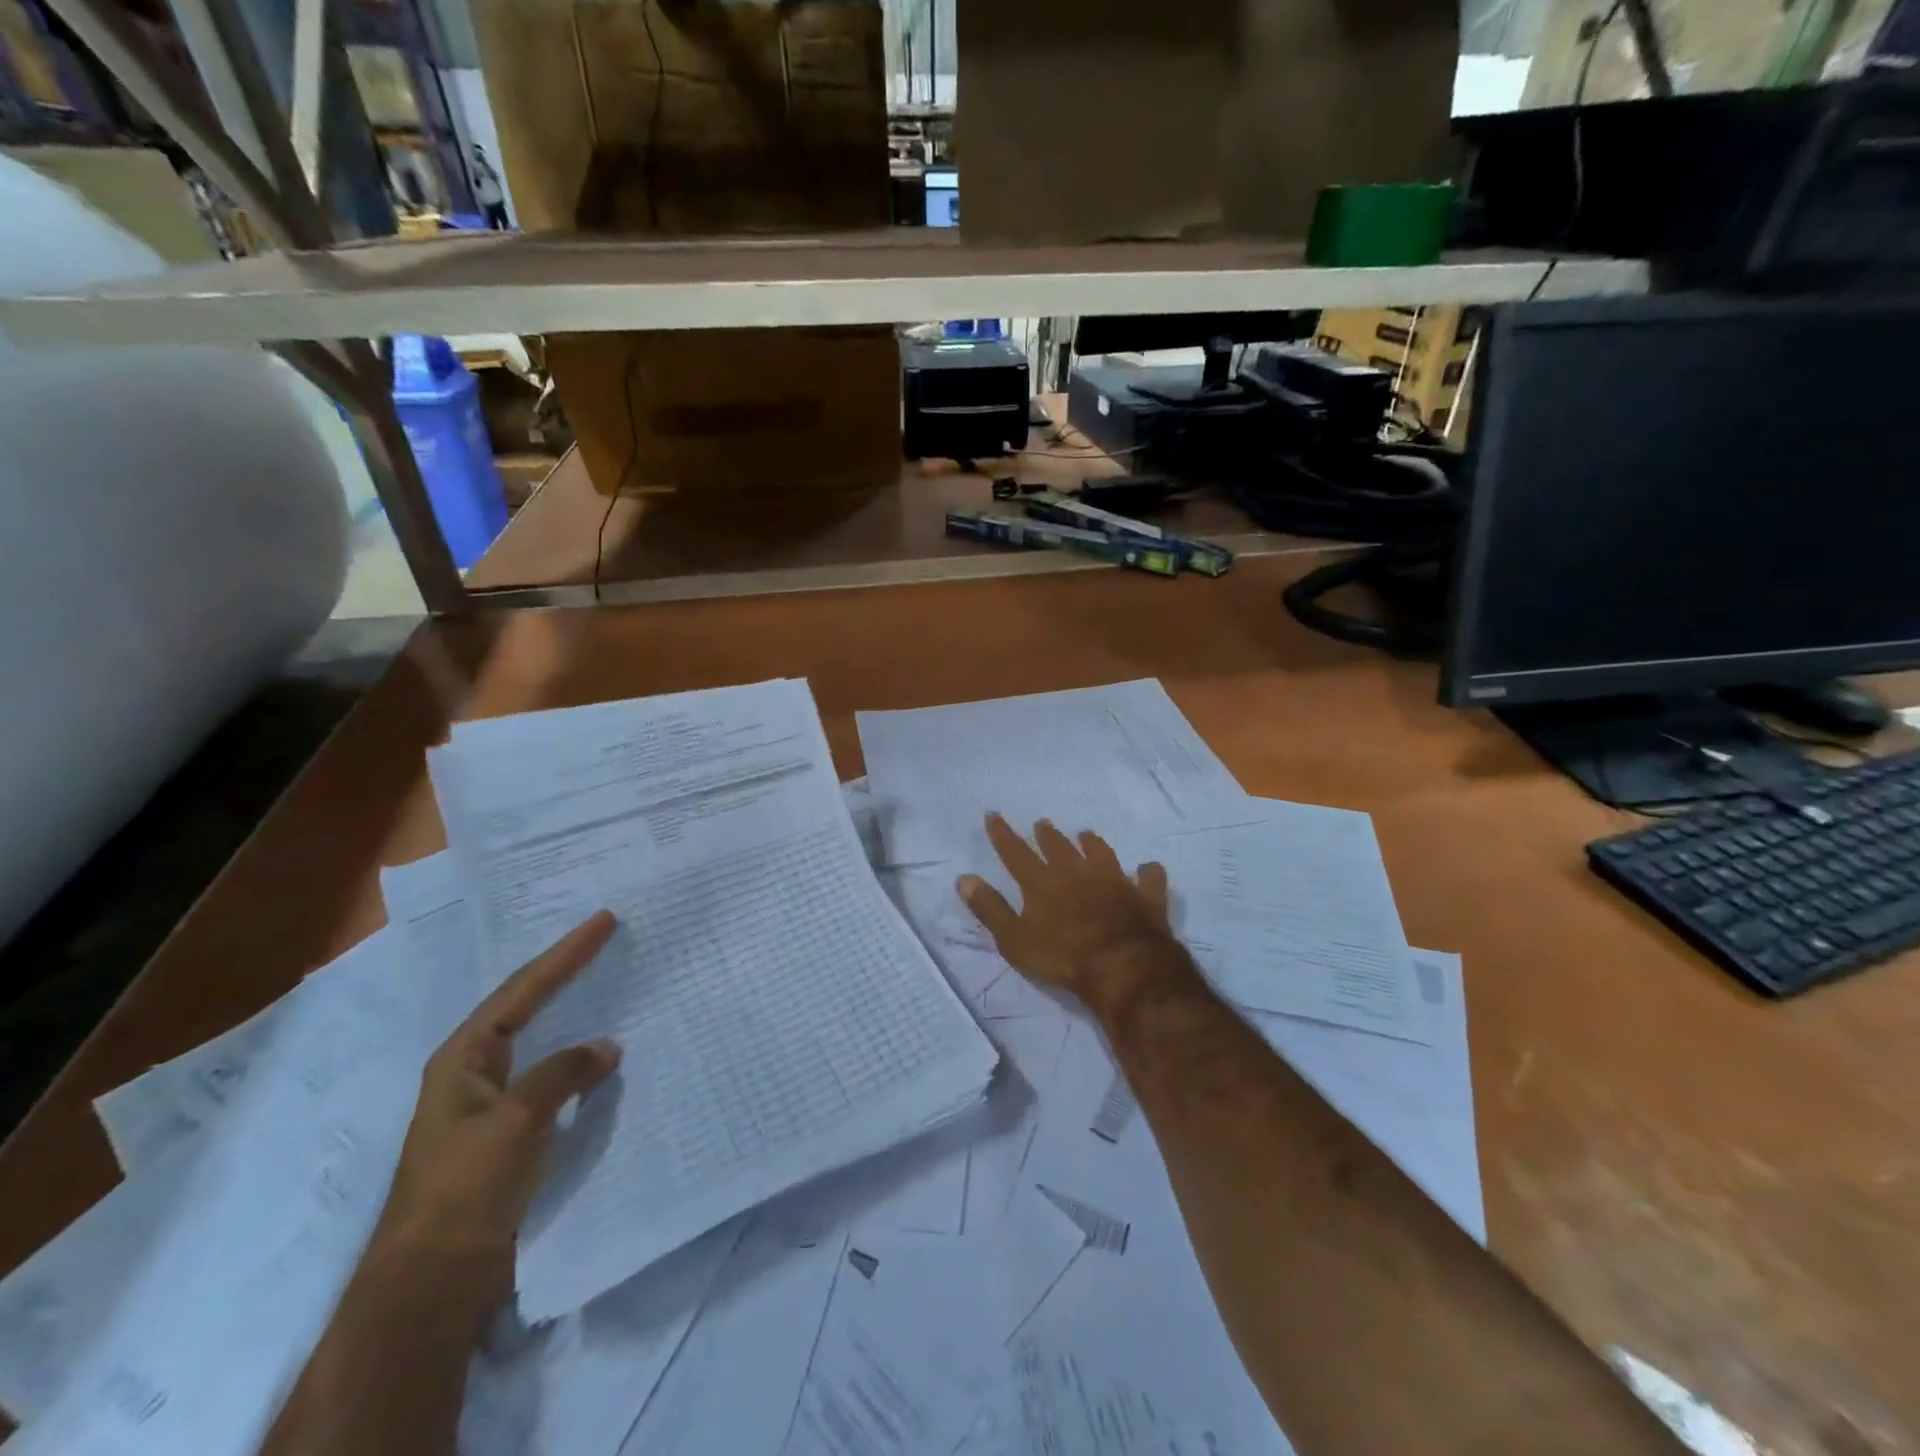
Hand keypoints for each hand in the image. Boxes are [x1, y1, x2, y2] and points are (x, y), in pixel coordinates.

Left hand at [375, 912, 621, 1290]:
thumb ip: (564, 1072)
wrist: (435, 1279)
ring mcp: (491, 1103)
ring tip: (609, 985)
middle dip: (565, 972)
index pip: (523, 989)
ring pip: (541, 1041)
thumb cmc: (467, 1186)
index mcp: (464, 1056)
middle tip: (604, 939)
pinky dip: (579, 1060)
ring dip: (573, 1013)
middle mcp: (474, 1071)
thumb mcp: (518, 1118)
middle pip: (527, 1005)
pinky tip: (603, 1057)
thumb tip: (606, 1048)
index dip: (566, 953)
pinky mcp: (510, 1133)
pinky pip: (552, 1078)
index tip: (604, 920)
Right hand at [958, 815, 1196, 1020]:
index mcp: (1043, 883)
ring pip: (1102, 854)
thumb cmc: (1062, 957)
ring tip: (1086, 834)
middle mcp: (1077, 874)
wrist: (1122, 966)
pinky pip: (1149, 879)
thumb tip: (964, 878)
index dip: (1003, 835)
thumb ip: (989, 908)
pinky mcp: (1144, 897)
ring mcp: (1114, 882)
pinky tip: (1148, 868)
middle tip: (1042, 823)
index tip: (993, 815)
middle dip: (1048, 835)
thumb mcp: (1014, 939)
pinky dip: (1148, 872)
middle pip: (1059, 848)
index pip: (1016, 853)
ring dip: (1092, 843)